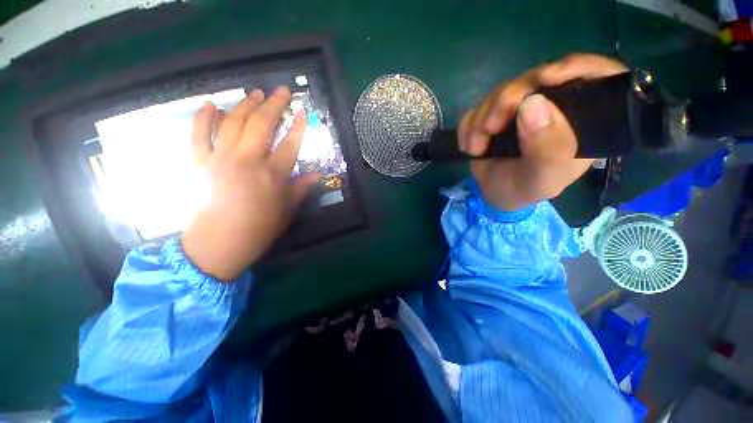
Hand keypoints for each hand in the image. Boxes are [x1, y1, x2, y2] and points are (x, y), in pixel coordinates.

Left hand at [181, 87, 318, 280]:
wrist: (218, 244)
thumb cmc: (259, 229)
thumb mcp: (287, 210)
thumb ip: (301, 189)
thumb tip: (317, 176)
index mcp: (272, 174)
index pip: (290, 143)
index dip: (298, 126)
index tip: (303, 111)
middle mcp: (247, 160)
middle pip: (262, 124)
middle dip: (274, 105)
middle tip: (282, 90)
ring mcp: (220, 158)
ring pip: (233, 122)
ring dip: (246, 104)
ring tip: (256, 93)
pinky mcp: (200, 163)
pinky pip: (198, 134)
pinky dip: (203, 117)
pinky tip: (211, 105)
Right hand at [458, 54, 627, 210]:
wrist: (492, 194)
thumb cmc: (524, 190)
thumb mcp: (542, 179)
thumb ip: (547, 150)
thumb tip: (532, 104)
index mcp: (583, 120)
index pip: (598, 76)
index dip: (576, 68)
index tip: (546, 78)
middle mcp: (555, 105)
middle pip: (536, 78)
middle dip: (506, 101)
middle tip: (488, 128)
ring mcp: (522, 106)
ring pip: (502, 91)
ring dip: (480, 119)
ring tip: (475, 148)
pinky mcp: (496, 111)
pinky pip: (479, 106)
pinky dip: (468, 126)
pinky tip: (469, 146)